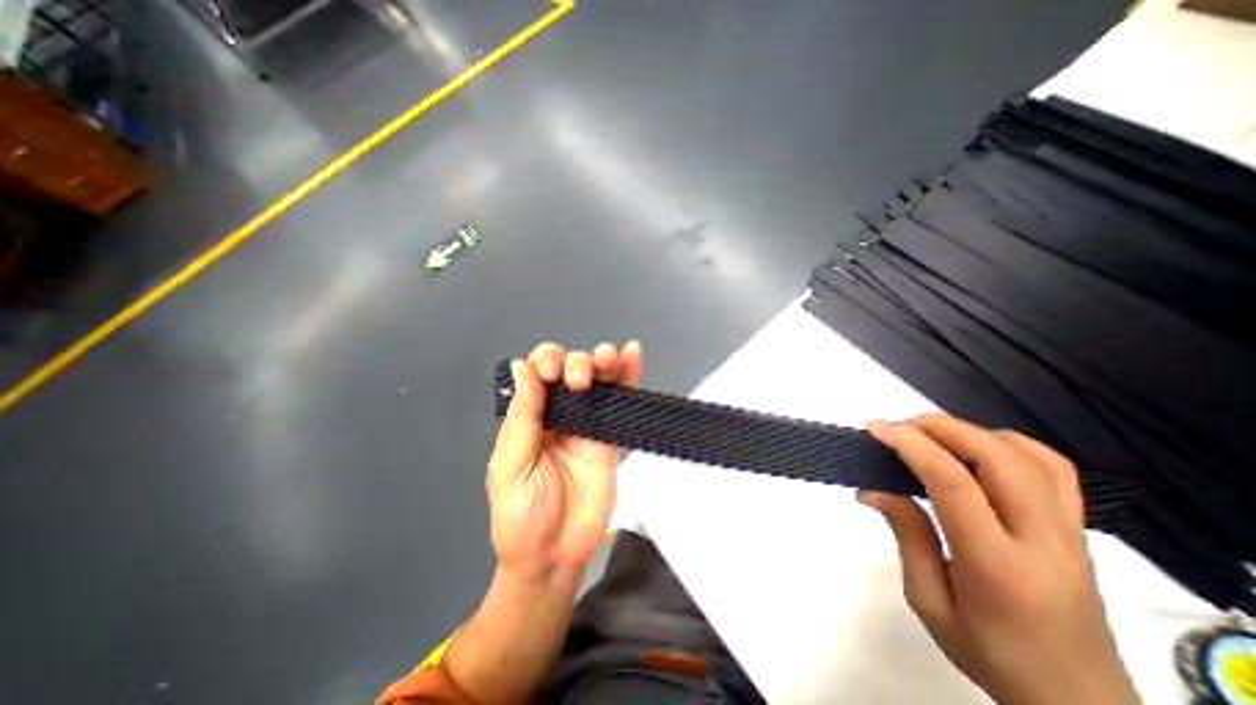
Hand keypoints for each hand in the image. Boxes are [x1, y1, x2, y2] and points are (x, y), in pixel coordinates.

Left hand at [481, 338, 637, 579]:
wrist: (554, 557)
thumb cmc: (520, 517)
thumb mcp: (509, 467)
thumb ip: (520, 418)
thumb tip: (521, 368)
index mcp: (530, 416)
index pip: (538, 373)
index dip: (546, 362)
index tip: (552, 374)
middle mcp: (560, 413)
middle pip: (571, 369)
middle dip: (576, 362)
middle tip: (578, 380)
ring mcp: (589, 424)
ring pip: (599, 379)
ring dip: (604, 361)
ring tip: (609, 359)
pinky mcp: (612, 438)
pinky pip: (622, 403)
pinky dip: (629, 377)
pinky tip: (633, 354)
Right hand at [865, 414, 1139, 703]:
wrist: (1078, 702)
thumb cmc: (991, 656)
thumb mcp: (929, 601)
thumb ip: (907, 535)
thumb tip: (874, 488)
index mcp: (998, 566)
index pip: (953, 483)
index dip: (911, 444)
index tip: (875, 428)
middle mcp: (1044, 542)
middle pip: (997, 457)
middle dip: (939, 428)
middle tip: (896, 428)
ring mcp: (1070, 533)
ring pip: (1028, 455)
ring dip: (969, 432)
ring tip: (928, 435)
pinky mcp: (1078, 530)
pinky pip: (1053, 468)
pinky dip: (1008, 443)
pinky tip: (976, 449)